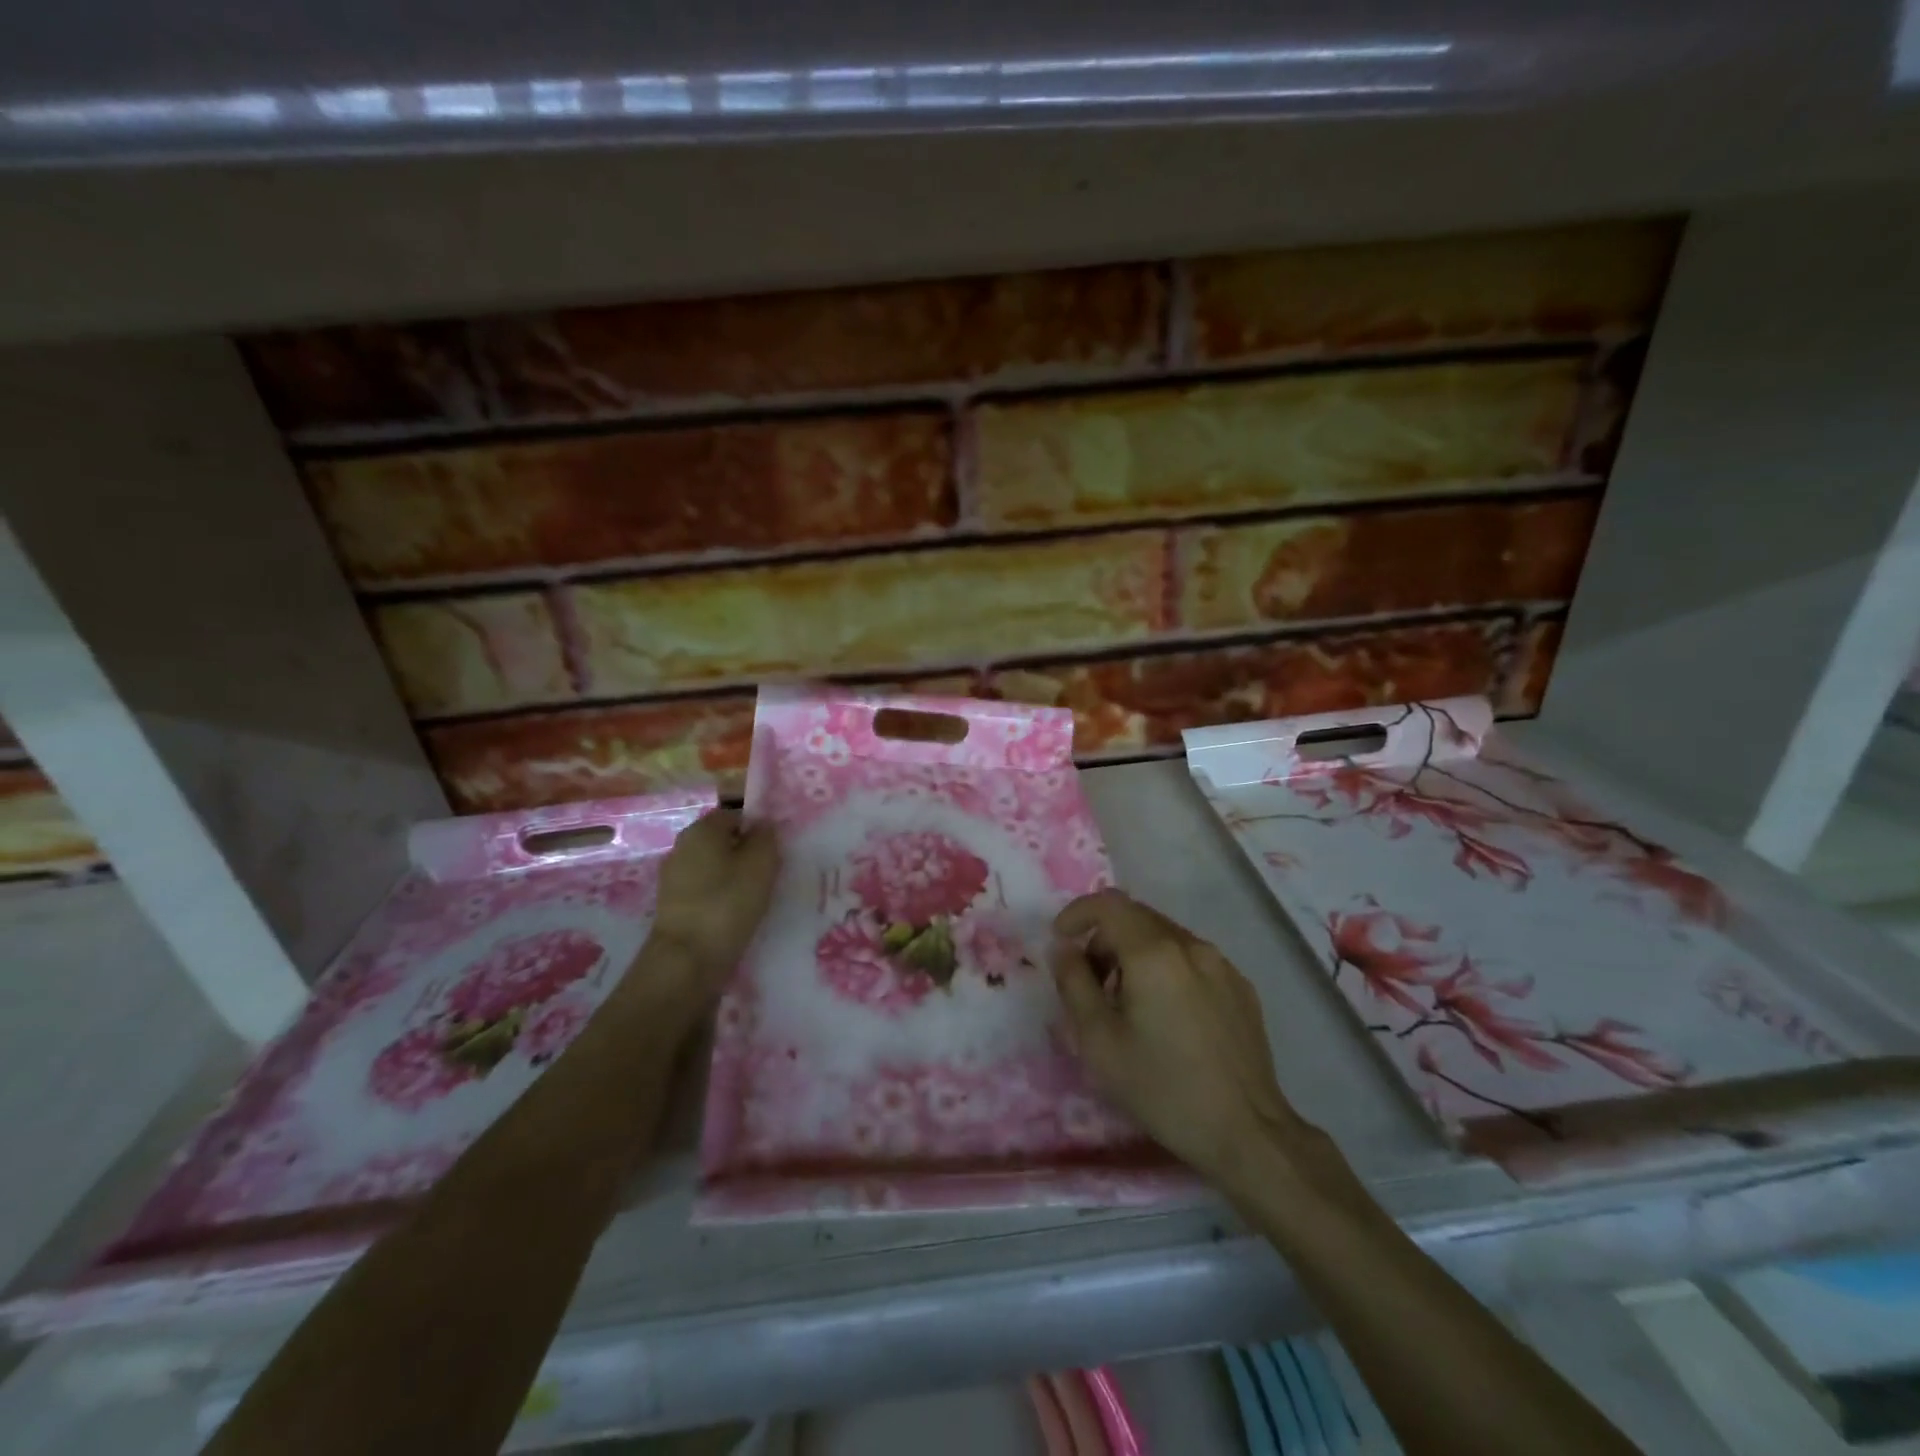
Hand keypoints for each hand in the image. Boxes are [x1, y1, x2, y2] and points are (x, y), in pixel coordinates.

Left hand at [647, 808, 779, 1002]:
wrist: (686, 960)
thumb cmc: (727, 904)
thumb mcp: (761, 865)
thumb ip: (766, 838)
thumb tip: (764, 825)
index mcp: (701, 829)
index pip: (735, 814)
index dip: (758, 828)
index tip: (776, 850)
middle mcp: (682, 846)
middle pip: (722, 841)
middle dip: (746, 853)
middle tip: (770, 874)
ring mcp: (673, 877)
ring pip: (714, 867)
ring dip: (734, 877)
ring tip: (756, 897)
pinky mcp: (672, 905)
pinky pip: (704, 890)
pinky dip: (720, 897)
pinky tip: (735, 914)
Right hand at [1051, 889, 1306, 1188]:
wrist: (1247, 1133)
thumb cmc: (1162, 1088)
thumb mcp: (1099, 1042)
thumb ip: (1074, 984)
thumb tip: (1064, 948)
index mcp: (1154, 953)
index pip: (1108, 904)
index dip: (1077, 913)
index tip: (1060, 941)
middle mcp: (1190, 946)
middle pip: (1136, 917)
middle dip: (1103, 937)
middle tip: (1088, 980)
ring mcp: (1221, 964)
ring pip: (1164, 936)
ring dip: (1134, 952)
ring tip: (1125, 1001)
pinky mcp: (1240, 987)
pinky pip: (1191, 959)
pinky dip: (1165, 967)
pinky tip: (1165, 1015)